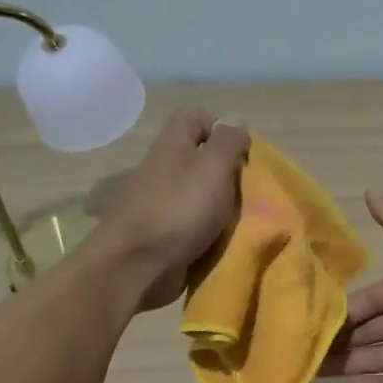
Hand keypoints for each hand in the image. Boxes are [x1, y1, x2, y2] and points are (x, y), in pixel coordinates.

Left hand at [88, 107, 248, 311]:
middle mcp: (163, 167)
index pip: (194, 115)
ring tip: (238, 220)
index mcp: (173, 144)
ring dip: (219, 205)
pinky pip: (191, 222)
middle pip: (199, 156)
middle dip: (226, 172)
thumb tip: (235, 119)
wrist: (137, 266)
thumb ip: (227, 142)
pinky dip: (207, 230)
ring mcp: (160, 201)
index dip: (219, 127)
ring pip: (198, 192)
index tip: (239, 153)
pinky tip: (220, 241)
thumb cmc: (180, 210)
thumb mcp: (213, 168)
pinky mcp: (161, 231)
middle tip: (244, 190)